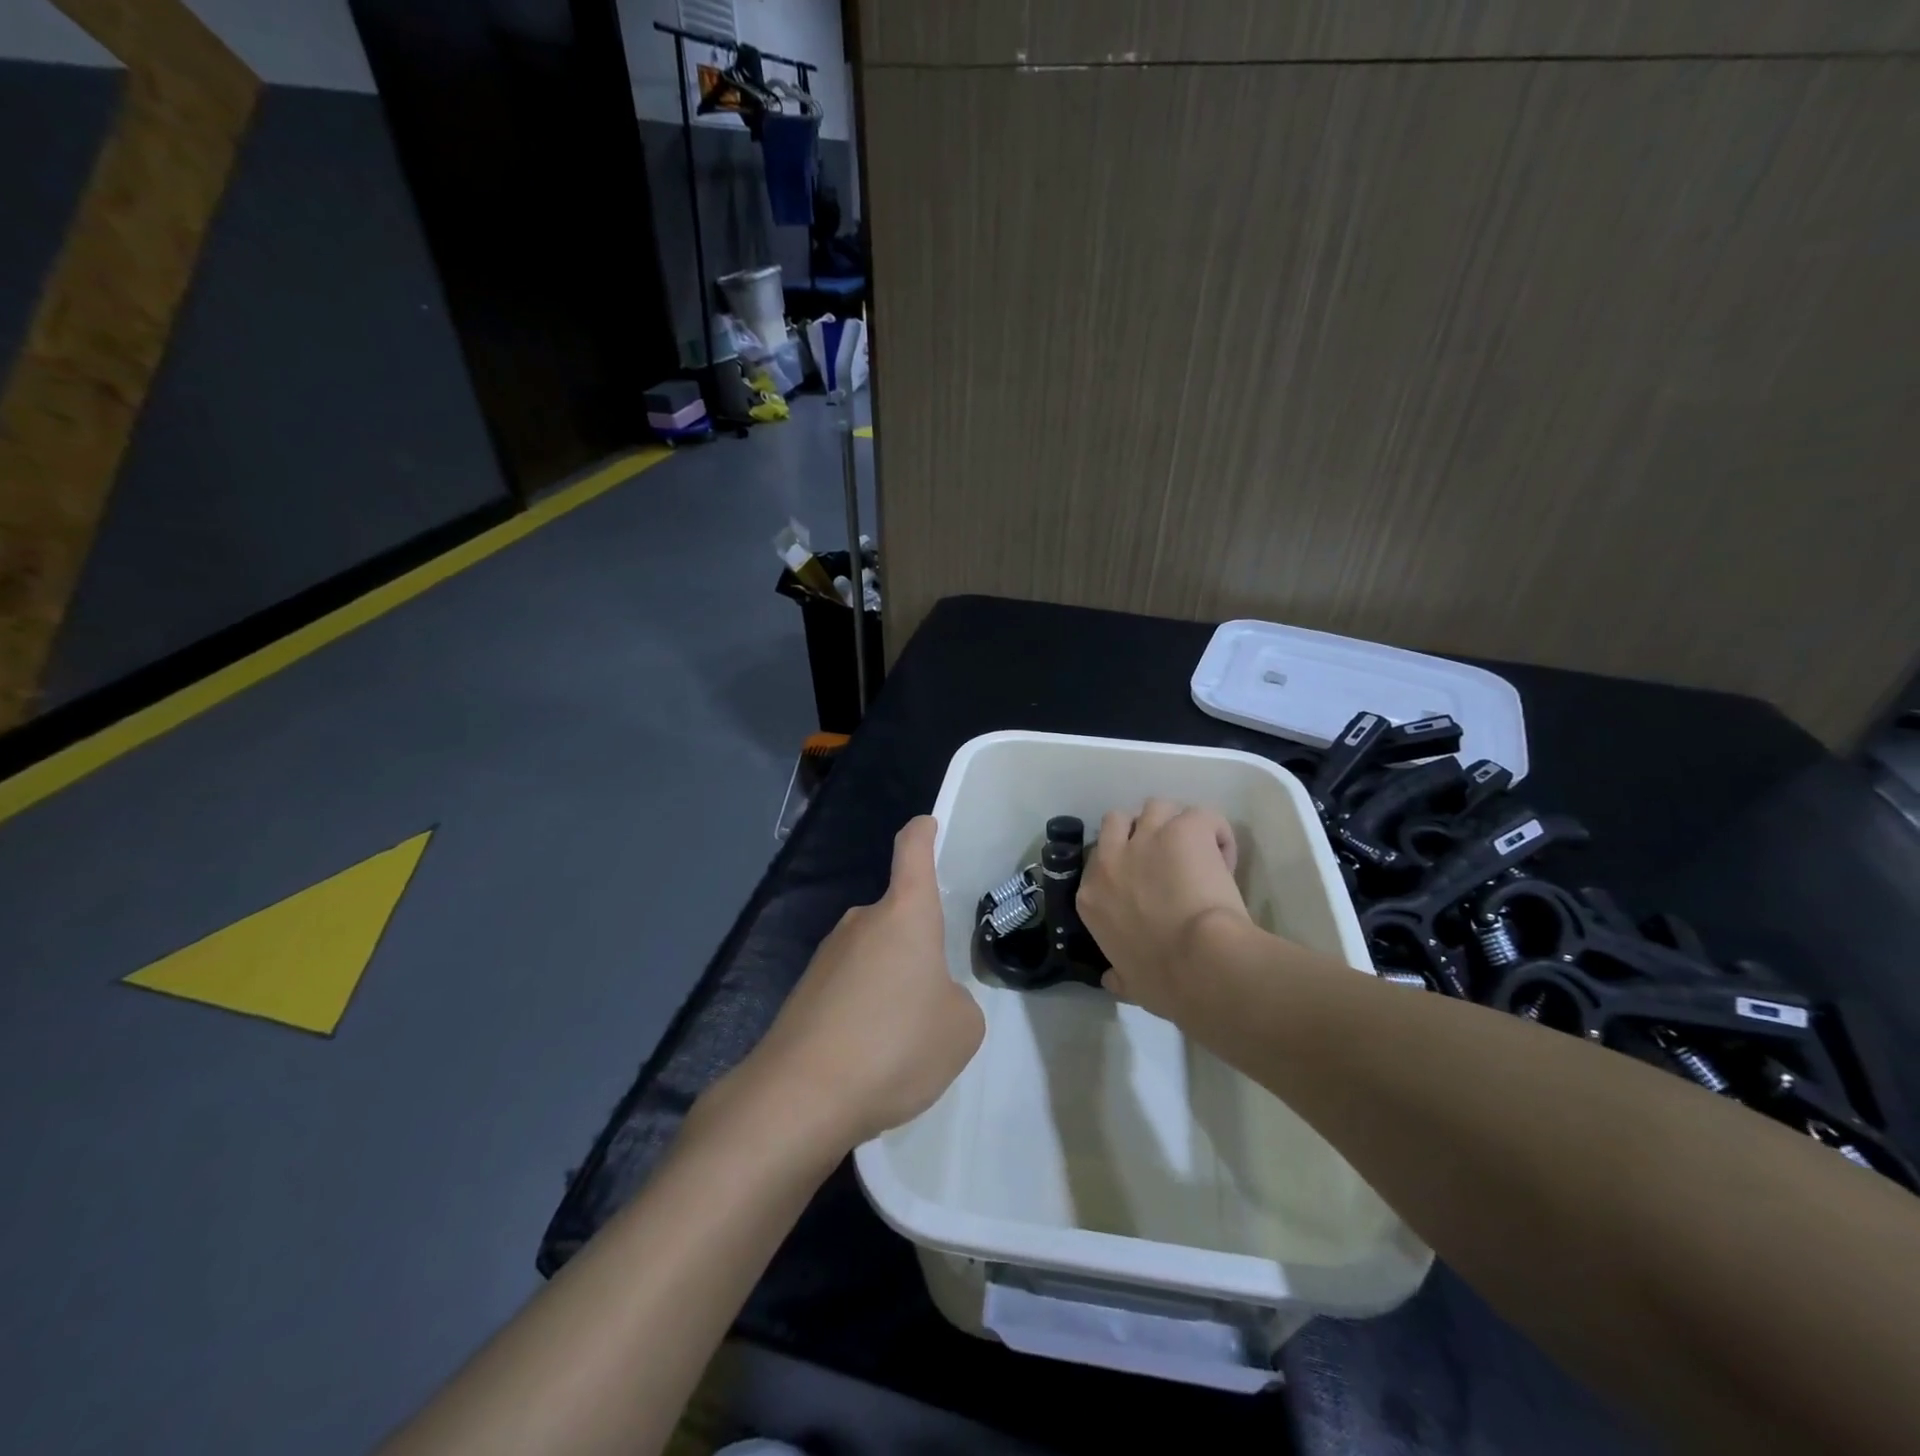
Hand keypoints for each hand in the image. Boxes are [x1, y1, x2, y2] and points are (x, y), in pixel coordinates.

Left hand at [728, 816, 983, 1148]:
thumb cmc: (895, 1045)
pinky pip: (850, 988)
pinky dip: (865, 1011)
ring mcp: (827, 955)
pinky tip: (868, 1058)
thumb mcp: (961, 1028)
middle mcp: (862, 922)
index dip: (923, 833)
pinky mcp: (804, 992)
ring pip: (875, 956)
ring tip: (902, 1042)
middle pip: (898, 916)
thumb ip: (956, 1001)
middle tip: (937, 1000)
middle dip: (919, 948)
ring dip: (892, 985)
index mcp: (905, 914)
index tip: (928, 826)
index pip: (912, 851)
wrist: (800, 1097)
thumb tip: (930, 999)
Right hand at [1079, 798, 1249, 1021]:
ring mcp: (1147, 838)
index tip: (1145, 885)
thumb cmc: (1162, 981)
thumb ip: (1118, 975)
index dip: (1123, 867)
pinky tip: (1224, 853)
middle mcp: (1111, 859)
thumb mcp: (1129, 983)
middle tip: (1165, 855)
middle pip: (1117, 822)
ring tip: (1196, 848)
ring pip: (1156, 806)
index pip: (1098, 863)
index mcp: (1091, 896)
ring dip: (1174, 822)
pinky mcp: (1185, 829)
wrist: (1199, 963)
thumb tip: (1110, 980)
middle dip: (1139, 832)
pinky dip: (1214, 830)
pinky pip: (1201, 814)